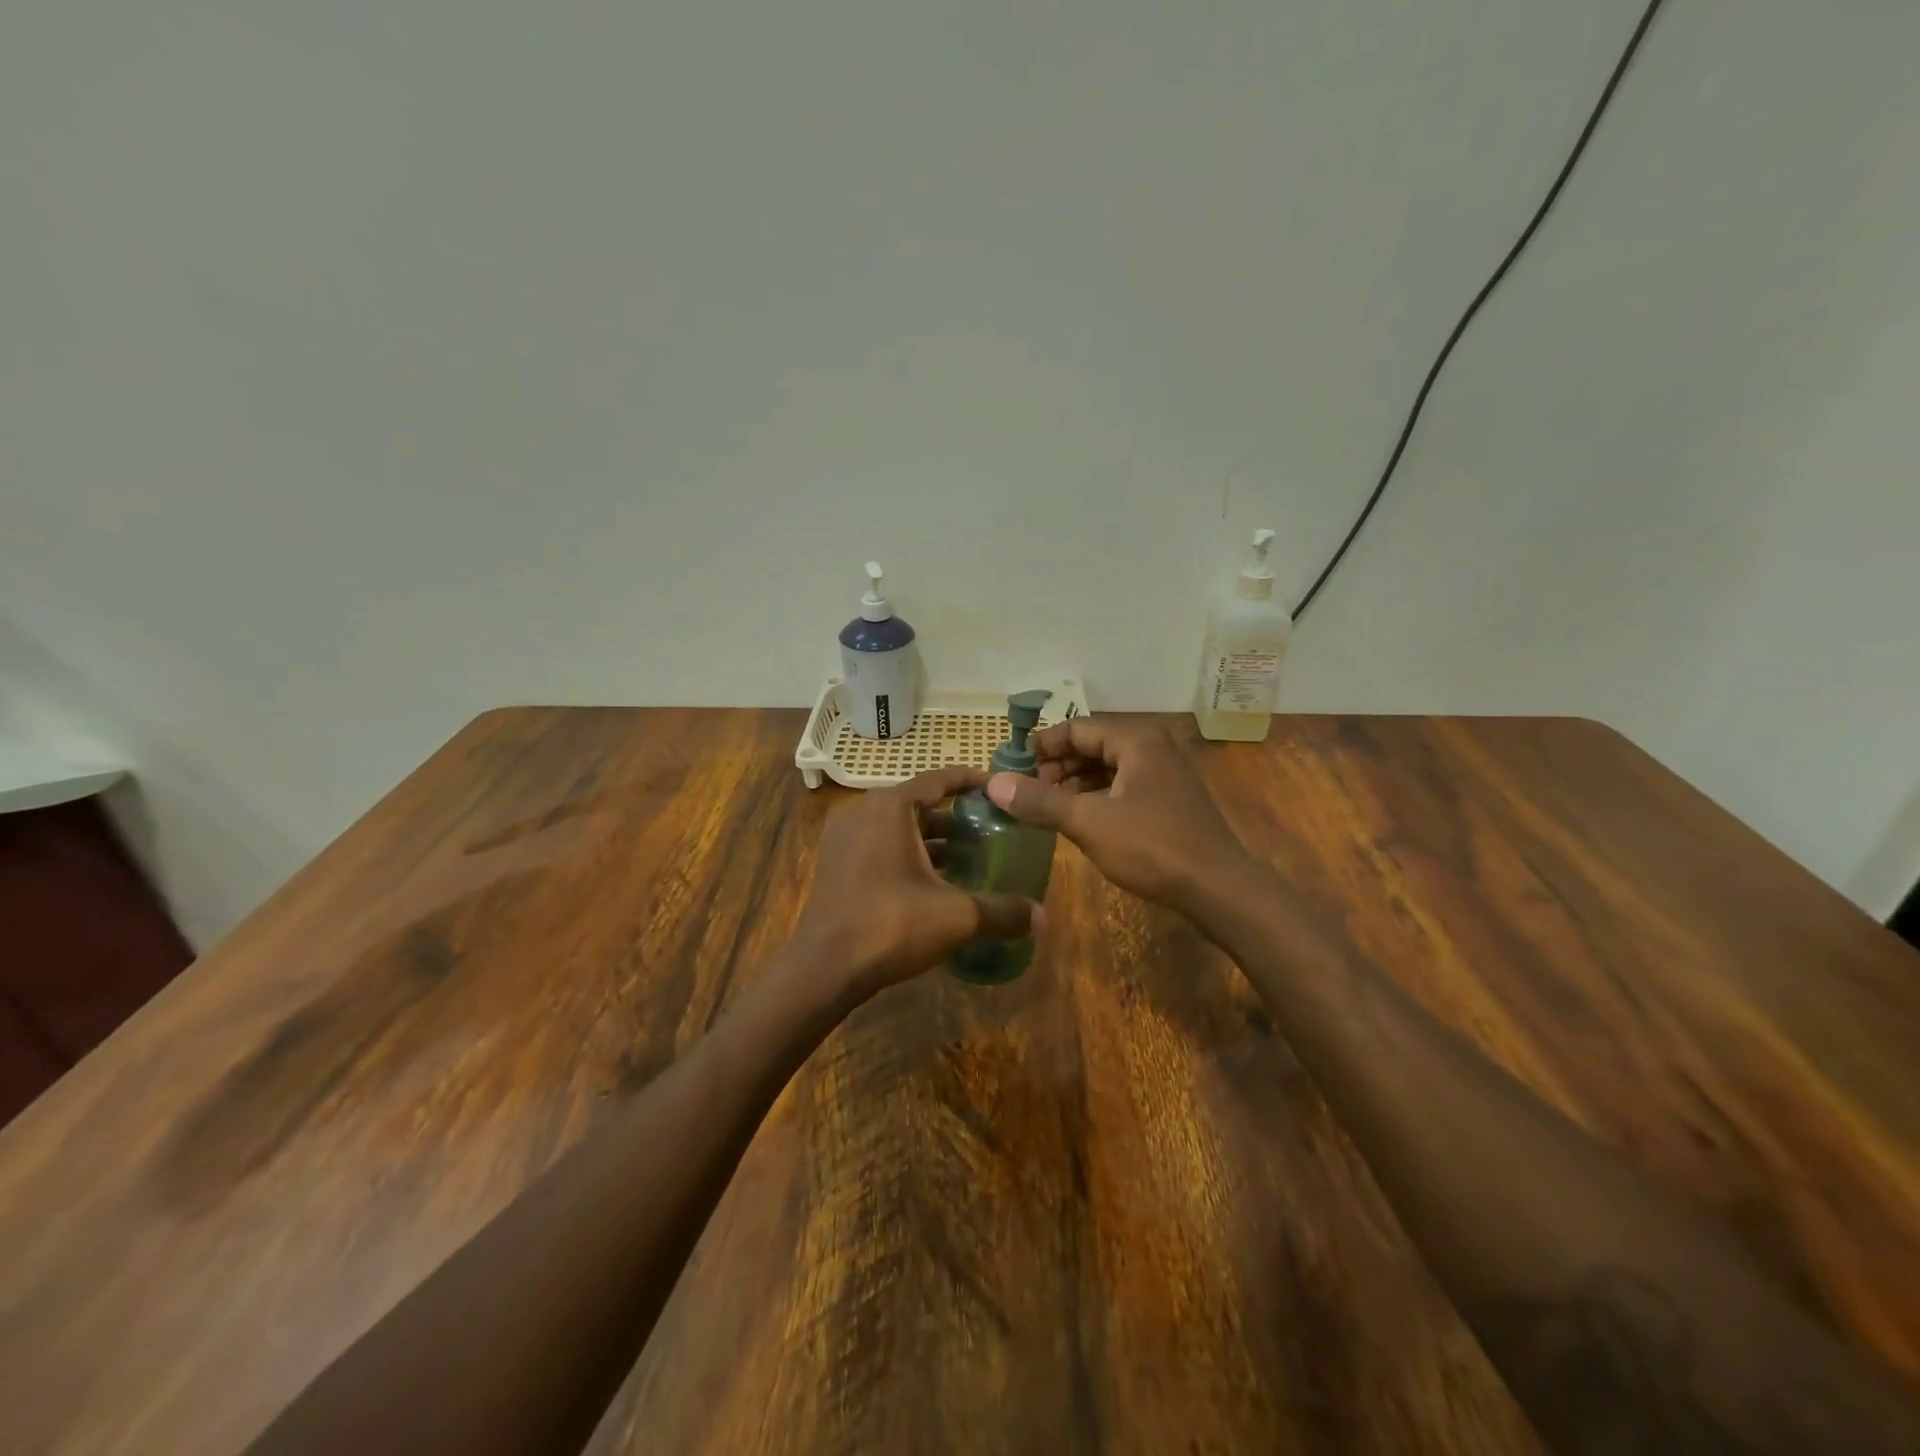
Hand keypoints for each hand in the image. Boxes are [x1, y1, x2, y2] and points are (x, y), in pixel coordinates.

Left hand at [793, 766, 1044, 1003]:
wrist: (822, 969)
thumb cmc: (889, 926)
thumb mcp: (956, 916)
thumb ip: (1002, 912)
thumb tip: (1043, 917)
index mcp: (890, 807)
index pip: (939, 779)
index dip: (972, 781)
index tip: (999, 790)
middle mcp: (863, 812)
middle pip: (920, 804)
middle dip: (956, 817)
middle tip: (992, 830)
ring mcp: (844, 838)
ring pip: (899, 828)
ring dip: (933, 840)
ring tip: (970, 857)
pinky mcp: (837, 865)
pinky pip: (881, 846)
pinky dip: (909, 855)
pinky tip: (935, 882)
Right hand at [987, 718, 1252, 913]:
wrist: (1218, 888)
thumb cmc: (1152, 846)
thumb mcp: (1088, 822)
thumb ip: (1040, 801)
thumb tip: (993, 784)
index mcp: (1136, 740)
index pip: (1077, 728)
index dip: (1041, 746)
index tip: (1012, 768)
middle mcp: (1153, 747)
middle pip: (1092, 745)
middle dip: (1057, 766)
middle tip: (1027, 791)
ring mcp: (1165, 774)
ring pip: (1108, 768)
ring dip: (1074, 783)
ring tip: (1045, 806)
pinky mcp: (1169, 800)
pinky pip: (1123, 786)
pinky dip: (1096, 797)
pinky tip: (1077, 818)